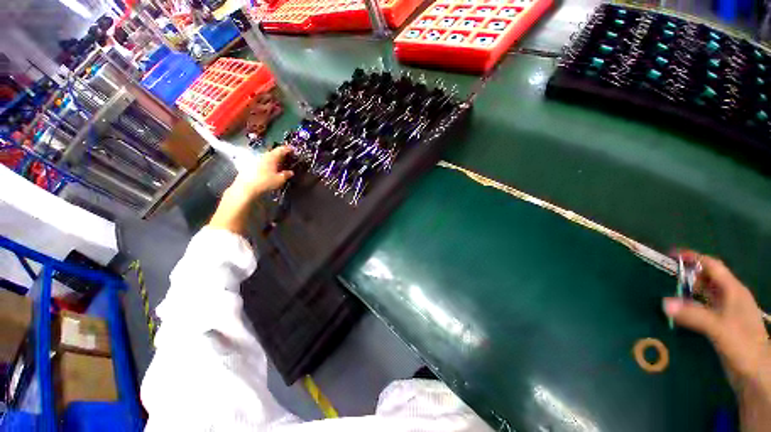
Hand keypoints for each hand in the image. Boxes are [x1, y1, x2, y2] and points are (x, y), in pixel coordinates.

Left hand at [208, 146, 293, 233]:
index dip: (288, 149)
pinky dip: (268, 163)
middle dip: (281, 154)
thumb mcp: (280, 179)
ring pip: (268, 157)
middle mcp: (264, 155)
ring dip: (274, 159)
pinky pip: (263, 161)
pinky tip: (270, 169)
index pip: (282, 149)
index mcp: (272, 157)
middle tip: (288, 158)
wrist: (246, 188)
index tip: (294, 150)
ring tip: (280, 164)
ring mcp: (256, 159)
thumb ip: (286, 174)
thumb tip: (291, 172)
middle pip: (274, 152)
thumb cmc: (265, 182)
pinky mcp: (251, 165)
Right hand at [663, 251, 769, 388]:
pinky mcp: (723, 323)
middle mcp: (731, 296)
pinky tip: (683, 311)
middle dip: (690, 274)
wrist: (756, 373)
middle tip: (668, 274)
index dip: (693, 258)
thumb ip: (693, 315)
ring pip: (707, 292)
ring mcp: (728, 311)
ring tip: (671, 290)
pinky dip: (693, 304)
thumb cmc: (743, 344)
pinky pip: (705, 306)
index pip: (712, 266)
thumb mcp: (718, 329)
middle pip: (709, 277)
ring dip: (690, 289)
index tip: (672, 254)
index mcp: (733, 290)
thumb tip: (664, 302)